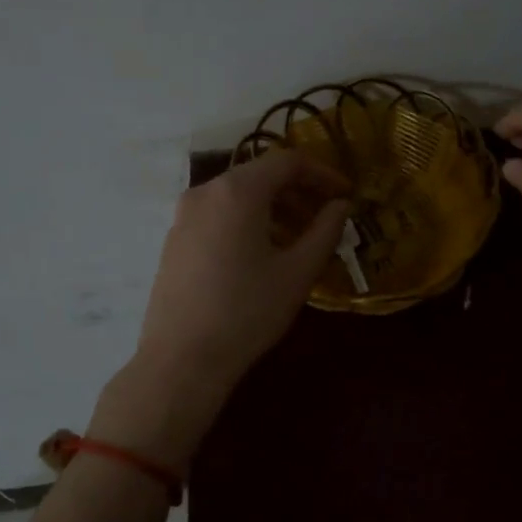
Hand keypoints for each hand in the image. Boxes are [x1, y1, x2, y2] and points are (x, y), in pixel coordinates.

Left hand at [133, 149, 349, 395]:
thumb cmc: (247, 312)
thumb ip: (326, 231)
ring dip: (275, 208)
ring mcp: (184, 215)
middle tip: (327, 217)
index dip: (323, 173)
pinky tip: (264, 254)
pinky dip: (249, 221)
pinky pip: (219, 214)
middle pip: (261, 175)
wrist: (181, 360)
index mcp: (237, 191)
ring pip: (239, 196)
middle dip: (299, 191)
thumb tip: (341, 206)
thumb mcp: (298, 272)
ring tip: (300, 239)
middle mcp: (206, 192)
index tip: (346, 194)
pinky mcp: (175, 239)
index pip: (288, 161)